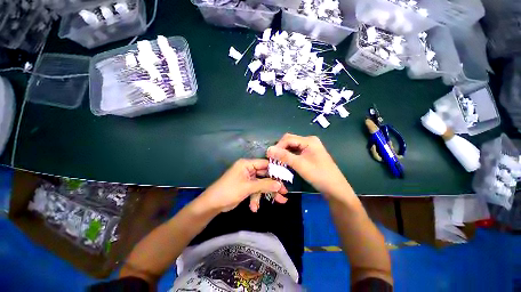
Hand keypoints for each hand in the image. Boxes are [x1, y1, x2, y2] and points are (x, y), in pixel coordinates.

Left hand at [199, 159, 287, 212]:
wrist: (213, 204)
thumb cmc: (229, 191)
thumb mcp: (248, 187)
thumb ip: (264, 185)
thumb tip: (280, 184)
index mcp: (247, 164)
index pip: (265, 164)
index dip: (275, 170)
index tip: (286, 177)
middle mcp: (248, 169)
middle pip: (265, 175)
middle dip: (273, 185)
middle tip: (284, 192)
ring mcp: (247, 179)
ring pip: (261, 184)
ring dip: (266, 194)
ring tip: (279, 202)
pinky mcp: (246, 187)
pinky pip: (255, 190)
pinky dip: (256, 199)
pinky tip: (254, 207)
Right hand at [267, 133, 351, 199]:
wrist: (335, 188)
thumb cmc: (318, 175)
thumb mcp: (299, 164)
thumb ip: (284, 156)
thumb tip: (268, 149)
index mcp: (309, 140)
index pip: (288, 138)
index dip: (278, 146)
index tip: (270, 156)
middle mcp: (309, 141)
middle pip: (290, 141)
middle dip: (280, 149)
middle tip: (273, 159)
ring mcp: (310, 147)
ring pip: (292, 147)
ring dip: (284, 153)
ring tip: (277, 161)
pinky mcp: (309, 154)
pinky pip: (296, 152)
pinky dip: (289, 156)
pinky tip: (285, 162)